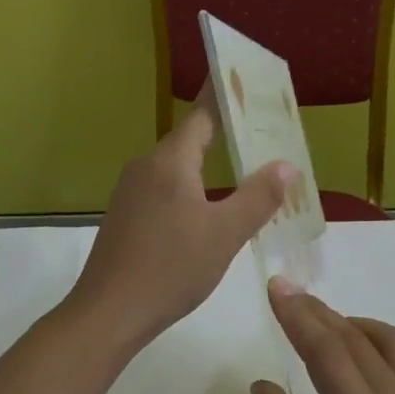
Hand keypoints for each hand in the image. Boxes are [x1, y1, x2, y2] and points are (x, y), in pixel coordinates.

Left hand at [65, 90, 294, 354]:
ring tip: (245, 171)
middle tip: (263, 134)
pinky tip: (207, 209)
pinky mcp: (125, 216)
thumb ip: (258, 197)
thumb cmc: (170, 268)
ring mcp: (130, 192)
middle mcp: (146, 167)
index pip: (202, 115)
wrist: (108, 312)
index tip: (247, 81)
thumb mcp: (225, 234)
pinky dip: (190, 188)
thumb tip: (286, 165)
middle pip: (190, 139)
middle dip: (225, 134)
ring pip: (177, 167)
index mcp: (170, 162)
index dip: (225, 97)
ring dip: (208, 165)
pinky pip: (164, 189)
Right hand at [252, 281, 394, 393]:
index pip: (328, 352)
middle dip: (319, 312)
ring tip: (326, 327)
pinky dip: (379, 353)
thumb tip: (263, 384)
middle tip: (290, 294)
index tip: (277, 287)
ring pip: (392, 344)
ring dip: (354, 325)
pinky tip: (363, 373)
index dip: (299, 316)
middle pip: (356, 340)